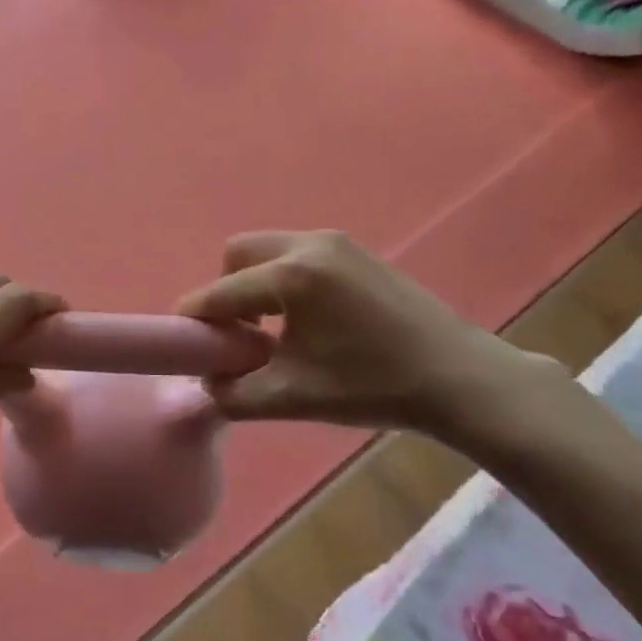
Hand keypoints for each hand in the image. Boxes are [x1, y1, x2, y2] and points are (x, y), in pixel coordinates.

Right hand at [176, 231, 559, 438]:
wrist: (459, 378)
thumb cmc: (373, 386)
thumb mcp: (292, 397)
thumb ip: (233, 393)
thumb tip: (206, 381)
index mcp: (292, 276)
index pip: (221, 292)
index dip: (194, 318)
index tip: (182, 342)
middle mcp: (310, 245)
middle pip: (239, 253)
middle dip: (226, 290)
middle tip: (238, 333)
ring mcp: (337, 243)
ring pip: (269, 250)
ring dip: (255, 283)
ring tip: (272, 329)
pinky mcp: (356, 252)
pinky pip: (298, 254)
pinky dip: (283, 279)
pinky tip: (305, 319)